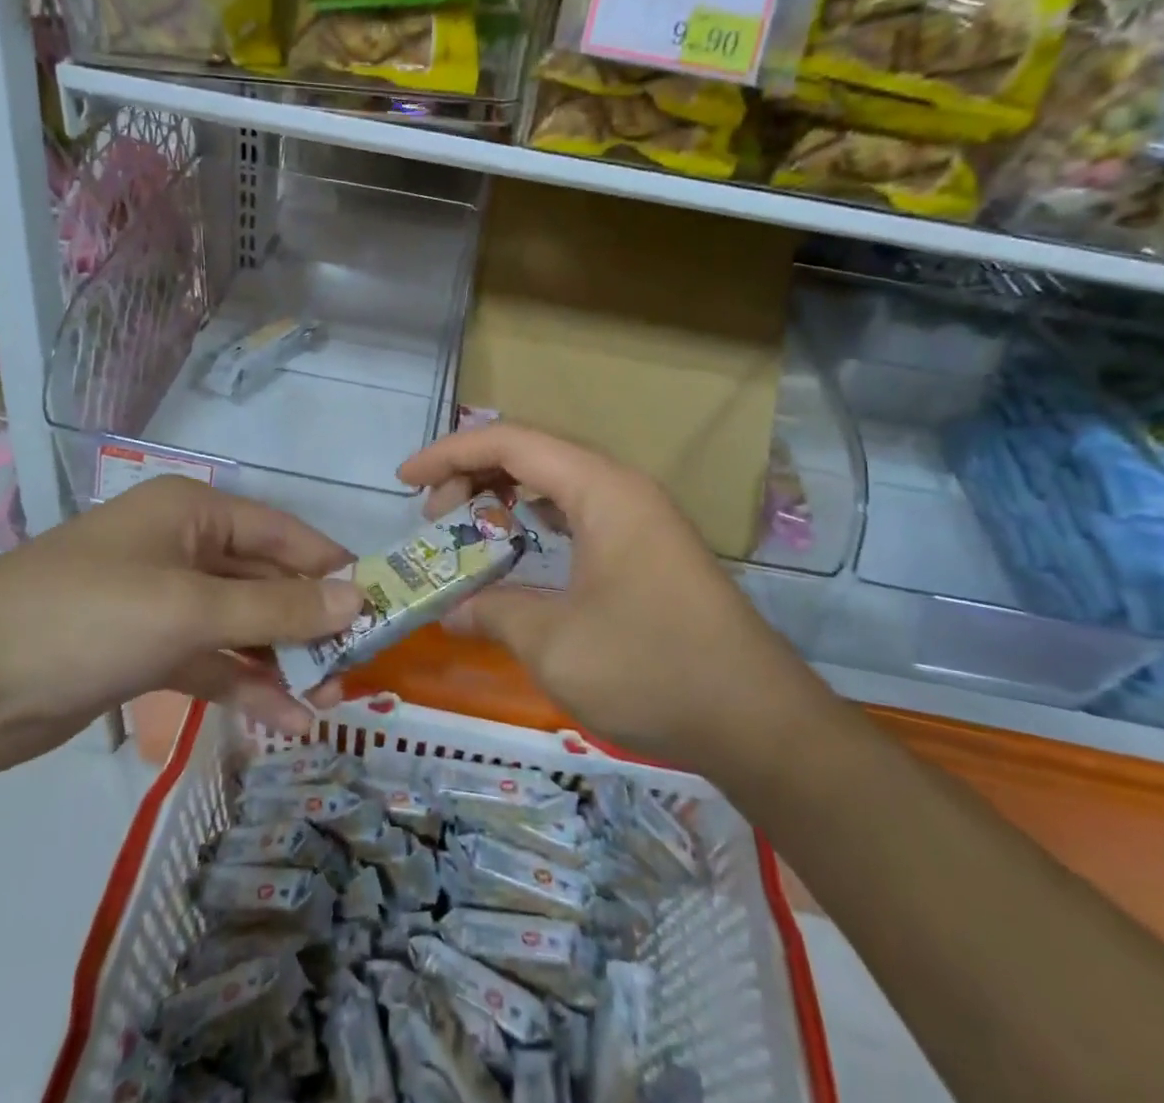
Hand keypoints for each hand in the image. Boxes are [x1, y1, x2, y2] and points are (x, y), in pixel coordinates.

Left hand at [0, 477, 360, 777]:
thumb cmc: (88, 618)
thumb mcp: (191, 609)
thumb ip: (278, 607)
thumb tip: (358, 597)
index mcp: (192, 511)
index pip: (282, 534)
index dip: (331, 568)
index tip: (381, 604)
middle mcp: (180, 546)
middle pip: (264, 581)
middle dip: (309, 623)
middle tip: (357, 665)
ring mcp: (160, 600)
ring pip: (240, 626)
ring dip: (282, 661)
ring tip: (330, 701)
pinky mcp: (143, 649)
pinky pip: (210, 661)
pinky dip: (244, 686)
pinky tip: (285, 721)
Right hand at [398, 424, 827, 780]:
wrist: (759, 722)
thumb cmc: (652, 668)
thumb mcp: (554, 642)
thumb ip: (493, 613)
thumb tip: (451, 611)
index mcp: (601, 488)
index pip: (510, 443)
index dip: (449, 453)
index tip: (404, 480)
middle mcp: (621, 487)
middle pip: (533, 454)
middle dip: (473, 475)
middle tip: (434, 518)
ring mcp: (640, 517)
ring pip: (557, 482)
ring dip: (506, 495)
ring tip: (469, 528)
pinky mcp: (649, 548)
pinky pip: (579, 511)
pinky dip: (538, 519)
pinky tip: (520, 547)